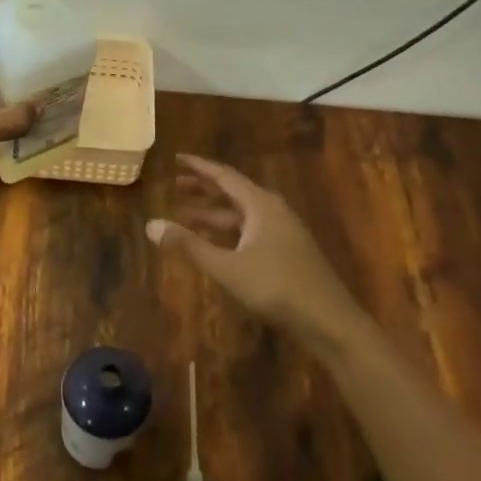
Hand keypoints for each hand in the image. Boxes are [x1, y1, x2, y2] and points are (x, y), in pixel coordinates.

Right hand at [147, 154, 357, 345]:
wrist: (329, 321)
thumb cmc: (276, 287)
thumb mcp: (226, 267)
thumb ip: (188, 245)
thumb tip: (151, 224)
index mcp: (260, 205)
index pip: (224, 176)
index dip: (199, 167)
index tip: (176, 158)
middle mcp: (272, 211)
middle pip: (233, 192)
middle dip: (204, 189)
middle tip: (175, 185)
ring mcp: (282, 232)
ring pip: (241, 215)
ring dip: (213, 214)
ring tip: (184, 215)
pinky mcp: (286, 253)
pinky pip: (249, 231)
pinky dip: (227, 232)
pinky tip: (213, 244)